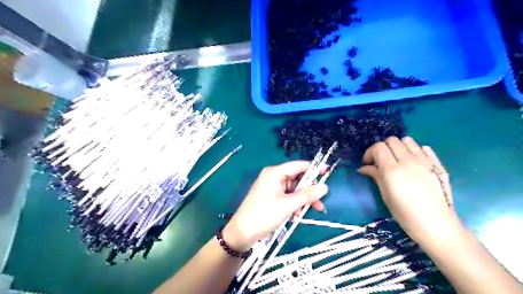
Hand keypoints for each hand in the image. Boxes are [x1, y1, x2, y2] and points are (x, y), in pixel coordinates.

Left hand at [222, 161, 327, 250]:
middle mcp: (274, 177)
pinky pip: (289, 196)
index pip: (298, 166)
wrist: (243, 232)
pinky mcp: (272, 197)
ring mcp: (273, 187)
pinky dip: (295, 203)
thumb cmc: (264, 215)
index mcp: (275, 173)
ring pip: (294, 189)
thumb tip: (325, 187)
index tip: (328, 171)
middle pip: (297, 178)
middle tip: (321, 199)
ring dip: (303, 199)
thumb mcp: (288, 205)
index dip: (314, 168)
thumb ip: (307, 195)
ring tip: (314, 210)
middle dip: (309, 190)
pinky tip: (298, 214)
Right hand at [360, 136, 457, 244]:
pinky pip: (423, 148)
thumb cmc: (405, 214)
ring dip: (398, 147)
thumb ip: (375, 176)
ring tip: (397, 159)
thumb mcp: (385, 195)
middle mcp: (408, 161)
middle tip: (381, 161)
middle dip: (382, 148)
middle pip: (391, 140)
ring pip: (407, 140)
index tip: (368, 163)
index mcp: (392, 170)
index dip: (370, 153)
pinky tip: (413, 162)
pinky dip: (415, 151)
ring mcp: (425, 161)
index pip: (378, 147)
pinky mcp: (436, 164)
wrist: (436, 225)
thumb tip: (363, 168)